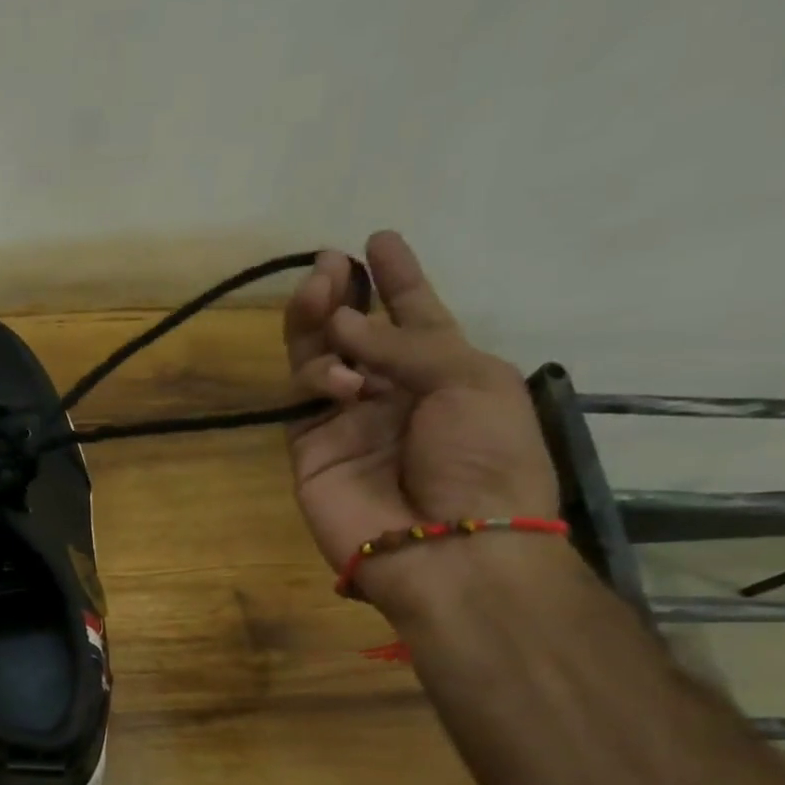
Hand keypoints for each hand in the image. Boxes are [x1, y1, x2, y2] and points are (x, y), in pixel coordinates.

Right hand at [283, 231, 558, 596]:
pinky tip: (338, 376)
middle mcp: (391, 394)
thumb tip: (341, 325)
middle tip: (329, 263)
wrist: (450, 546)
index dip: (398, 279)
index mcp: (445, 374)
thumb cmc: (484, 459)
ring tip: (319, 288)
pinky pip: (301, 400)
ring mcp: (346, 423)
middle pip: (357, 333)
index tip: (379, 239)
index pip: (414, 318)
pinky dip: (313, 376)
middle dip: (345, 294)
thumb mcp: (469, 381)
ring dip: (318, 321)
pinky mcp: (309, 451)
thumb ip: (404, 343)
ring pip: (319, 360)